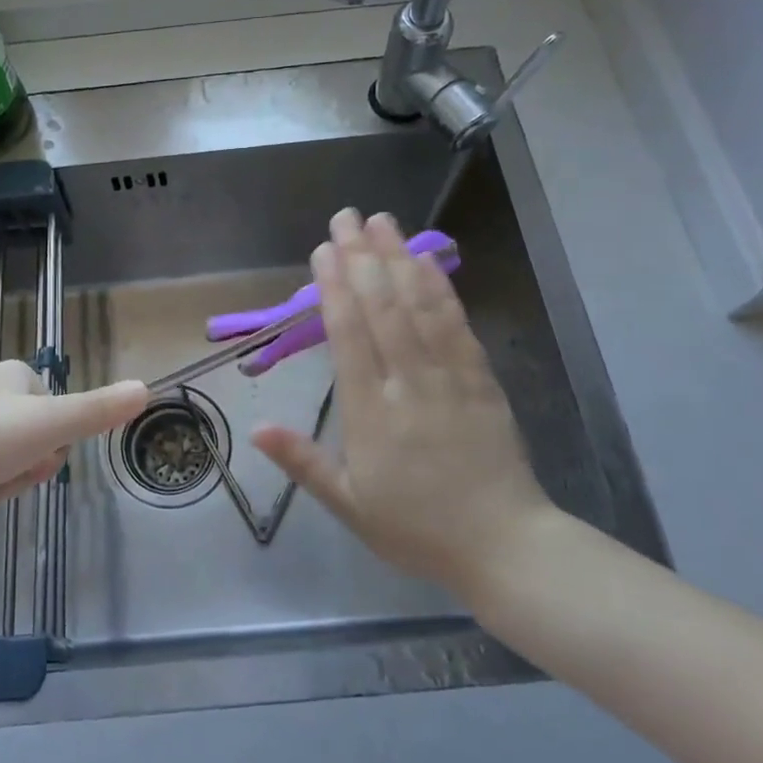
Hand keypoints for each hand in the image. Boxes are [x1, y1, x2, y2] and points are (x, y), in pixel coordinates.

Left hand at [0, 361, 147, 508]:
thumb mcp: (47, 425)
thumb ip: (96, 411)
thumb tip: (146, 387)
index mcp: (18, 376)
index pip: (59, 417)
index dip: (52, 447)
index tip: (33, 459)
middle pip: (30, 441)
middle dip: (22, 469)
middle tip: (2, 477)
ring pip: (1, 459)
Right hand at [252, 209, 552, 600]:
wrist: (506, 547)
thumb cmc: (417, 528)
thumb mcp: (349, 505)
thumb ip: (303, 462)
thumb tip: (256, 428)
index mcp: (371, 413)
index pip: (348, 336)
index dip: (334, 288)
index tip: (323, 250)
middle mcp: (408, 383)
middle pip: (382, 308)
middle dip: (361, 257)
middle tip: (345, 216)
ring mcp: (449, 377)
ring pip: (419, 307)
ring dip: (398, 259)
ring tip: (382, 222)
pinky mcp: (481, 379)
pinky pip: (457, 326)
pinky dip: (440, 289)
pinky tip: (426, 261)